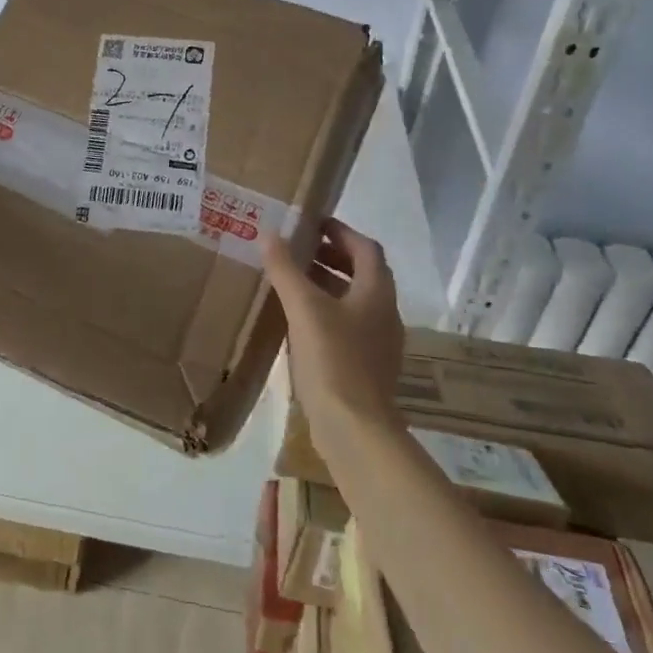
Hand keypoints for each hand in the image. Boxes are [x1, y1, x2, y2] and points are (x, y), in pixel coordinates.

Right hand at [260, 218, 403, 434]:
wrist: (355, 428)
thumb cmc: (333, 359)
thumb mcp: (304, 308)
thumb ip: (286, 269)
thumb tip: (268, 233)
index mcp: (376, 293)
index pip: (365, 248)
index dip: (341, 231)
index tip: (312, 223)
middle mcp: (384, 313)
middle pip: (363, 273)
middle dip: (332, 257)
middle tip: (298, 250)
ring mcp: (378, 342)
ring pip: (355, 301)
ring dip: (328, 285)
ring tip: (293, 282)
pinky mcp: (367, 366)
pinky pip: (348, 325)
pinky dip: (326, 312)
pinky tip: (299, 322)